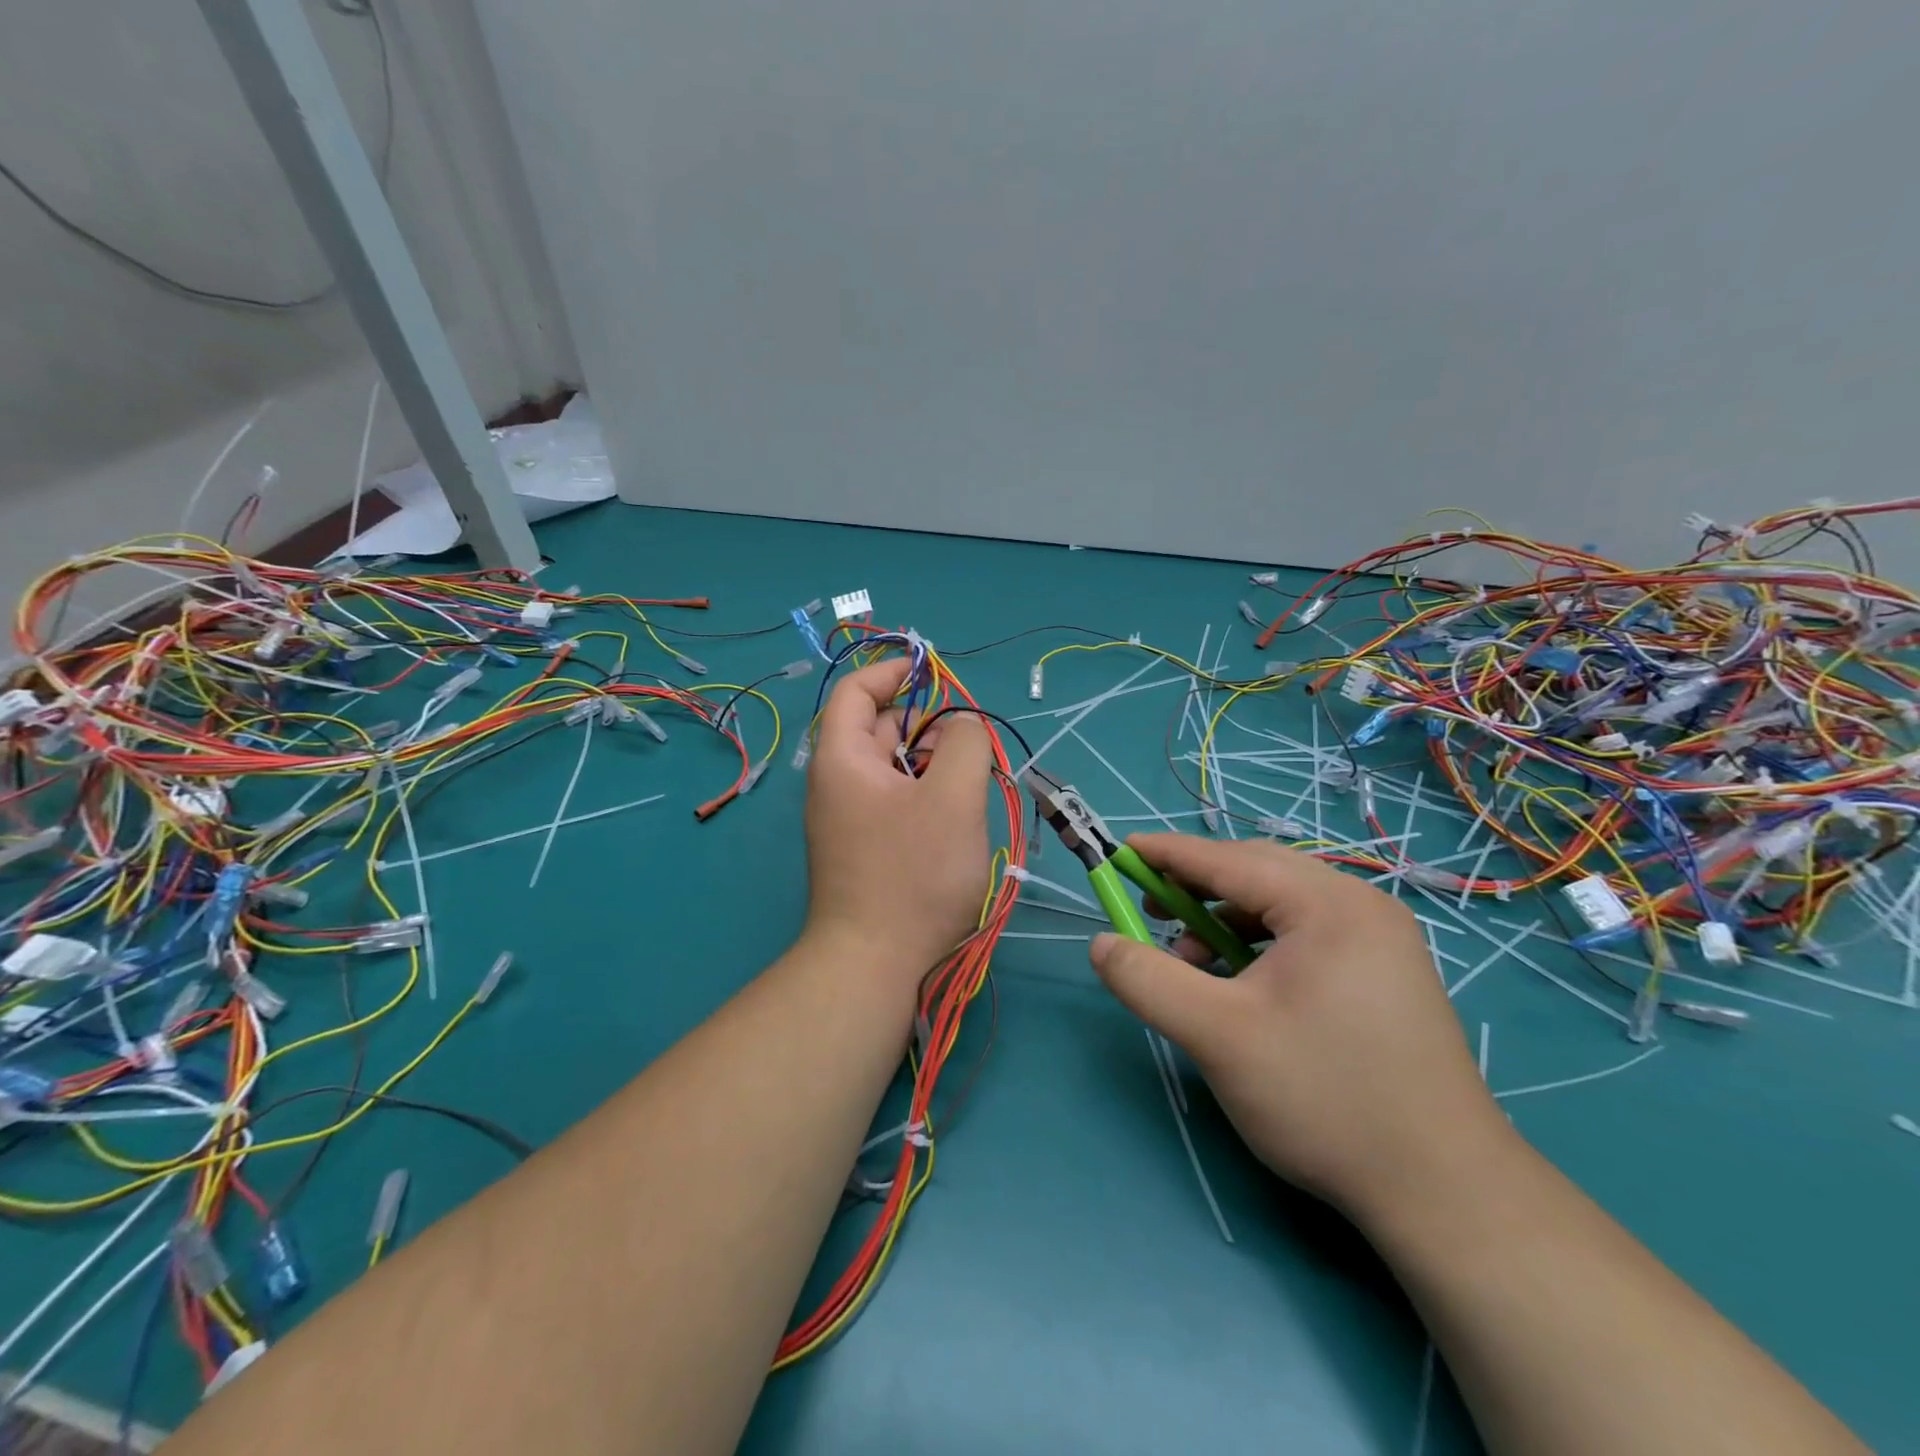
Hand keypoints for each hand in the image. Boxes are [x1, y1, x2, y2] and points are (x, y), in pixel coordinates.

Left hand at [803, 659, 994, 980]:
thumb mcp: (952, 798)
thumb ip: (964, 744)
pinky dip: (923, 796)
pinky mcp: (861, 848)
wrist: (874, 966)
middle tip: (969, 747)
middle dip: (926, 726)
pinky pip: (893, 802)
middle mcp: (835, 782)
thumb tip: (962, 726)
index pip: (855, 691)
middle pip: (878, 729)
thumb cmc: (913, 875)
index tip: (936, 674)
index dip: (893, 672)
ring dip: (930, 766)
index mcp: (842, 758)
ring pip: (892, 769)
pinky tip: (952, 821)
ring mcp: (846, 819)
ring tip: (968, 787)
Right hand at [1088, 835, 1511, 1219]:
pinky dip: (1260, 944)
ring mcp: (1381, 938)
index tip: (1120, 851)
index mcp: (1328, 904)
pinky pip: (1306, 933)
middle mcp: (1361, 905)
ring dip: (1226, 920)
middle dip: (1196, 887)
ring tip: (1194, 965)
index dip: (1167, 853)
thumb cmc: (1324, 1099)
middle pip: (1257, 873)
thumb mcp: (1217, 1037)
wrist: (1445, 1193)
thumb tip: (1100, 943)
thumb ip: (1148, 980)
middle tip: (1150, 912)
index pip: (1228, 859)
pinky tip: (1242, 985)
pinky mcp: (1386, 971)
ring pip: (1281, 904)